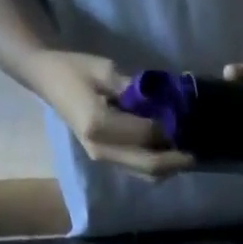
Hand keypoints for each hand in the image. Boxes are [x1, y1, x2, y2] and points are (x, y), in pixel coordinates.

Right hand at [27, 51, 194, 179]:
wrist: (48, 80)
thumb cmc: (75, 69)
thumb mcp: (106, 69)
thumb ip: (134, 89)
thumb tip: (165, 101)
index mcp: (98, 124)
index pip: (145, 135)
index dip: (169, 131)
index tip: (187, 123)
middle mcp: (101, 149)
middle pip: (147, 166)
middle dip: (174, 161)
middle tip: (195, 153)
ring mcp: (103, 159)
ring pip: (144, 175)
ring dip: (167, 169)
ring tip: (184, 156)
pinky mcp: (106, 161)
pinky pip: (136, 171)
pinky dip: (155, 167)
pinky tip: (167, 155)